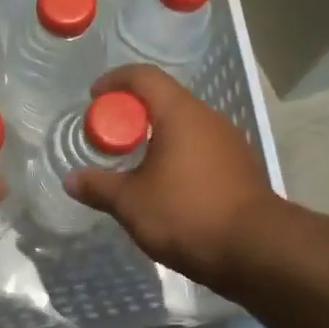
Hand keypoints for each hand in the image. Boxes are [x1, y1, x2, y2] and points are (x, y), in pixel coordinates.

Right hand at [65, 65, 277, 287]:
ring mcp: (229, 142)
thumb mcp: (132, 203)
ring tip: (135, 165)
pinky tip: (167, 186)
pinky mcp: (240, 167)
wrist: (257, 250)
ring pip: (184, 125)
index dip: (115, 81)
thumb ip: (99, 187)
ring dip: (156, 137)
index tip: (93, 99)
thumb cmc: (187, 215)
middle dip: (132, 113)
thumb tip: (71, 180)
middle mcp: (208, 118)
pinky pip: (200, 147)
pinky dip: (177, 155)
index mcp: (180, 114)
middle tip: (110, 138)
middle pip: (164, 99)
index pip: (144, 76)